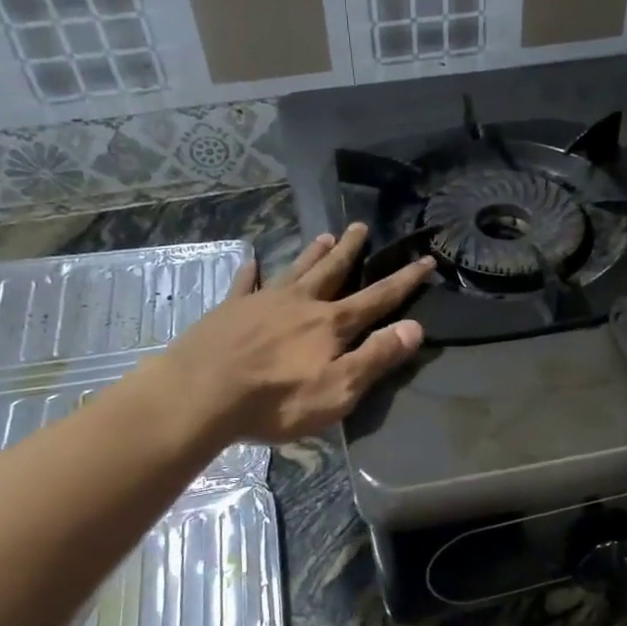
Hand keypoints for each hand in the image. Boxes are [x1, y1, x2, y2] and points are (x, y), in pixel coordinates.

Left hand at [153, 224, 433, 443]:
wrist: (201, 394)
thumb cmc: (277, 400)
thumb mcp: (339, 389)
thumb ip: (376, 357)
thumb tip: (415, 327)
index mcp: (331, 324)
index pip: (377, 298)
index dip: (404, 281)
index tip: (425, 259)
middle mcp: (301, 303)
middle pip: (332, 272)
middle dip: (351, 251)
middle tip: (361, 226)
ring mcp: (262, 303)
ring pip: (295, 270)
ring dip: (312, 253)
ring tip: (325, 235)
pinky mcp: (229, 311)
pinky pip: (245, 283)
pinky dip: (251, 270)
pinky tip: (251, 259)